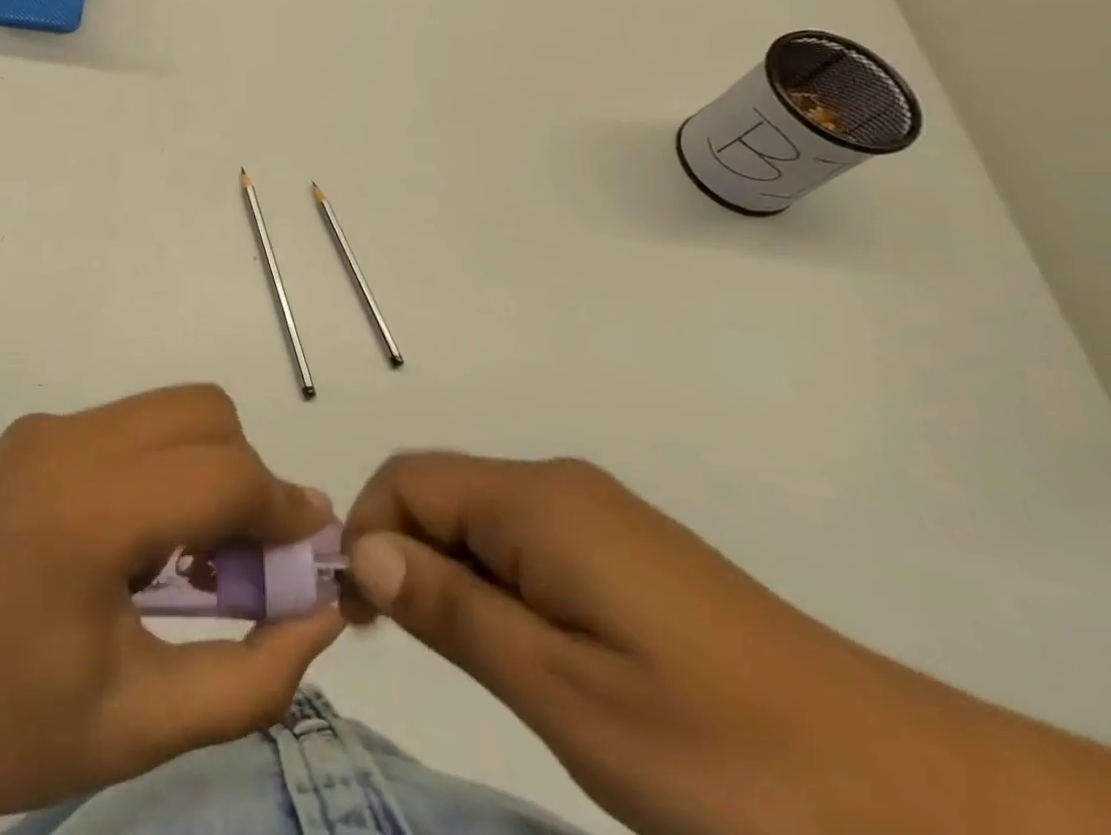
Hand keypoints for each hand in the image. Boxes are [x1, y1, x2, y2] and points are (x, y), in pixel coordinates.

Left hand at [0, 384, 342, 825]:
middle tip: (246, 561)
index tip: (306, 559)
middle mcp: (65, 441)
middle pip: (202, 413)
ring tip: (191, 557)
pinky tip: (137, 542)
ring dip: (203, 467)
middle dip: (245, 476)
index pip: (223, 473)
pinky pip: (124, 426)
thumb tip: (322, 611)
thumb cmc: (6, 728)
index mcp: (88, 509)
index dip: (282, 511)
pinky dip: (159, 465)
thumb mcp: (142, 724)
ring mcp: (41, 430)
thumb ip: (252, 675)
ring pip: (166, 411)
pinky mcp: (27, 436)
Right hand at [342, 454, 1058, 834]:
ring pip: (480, 518)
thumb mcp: (564, 694)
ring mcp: (599, 516)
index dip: (364, 531)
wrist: (924, 803)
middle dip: (400, 551)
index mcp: (537, 503)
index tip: (358, 617)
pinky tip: (523, 649)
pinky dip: (493, 581)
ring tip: (462, 656)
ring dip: (445, 571)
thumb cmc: (725, 756)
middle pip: (439, 492)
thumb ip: (452, 608)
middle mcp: (560, 486)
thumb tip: (363, 550)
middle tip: (399, 643)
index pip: (406, 480)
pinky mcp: (627, 551)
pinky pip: (525, 542)